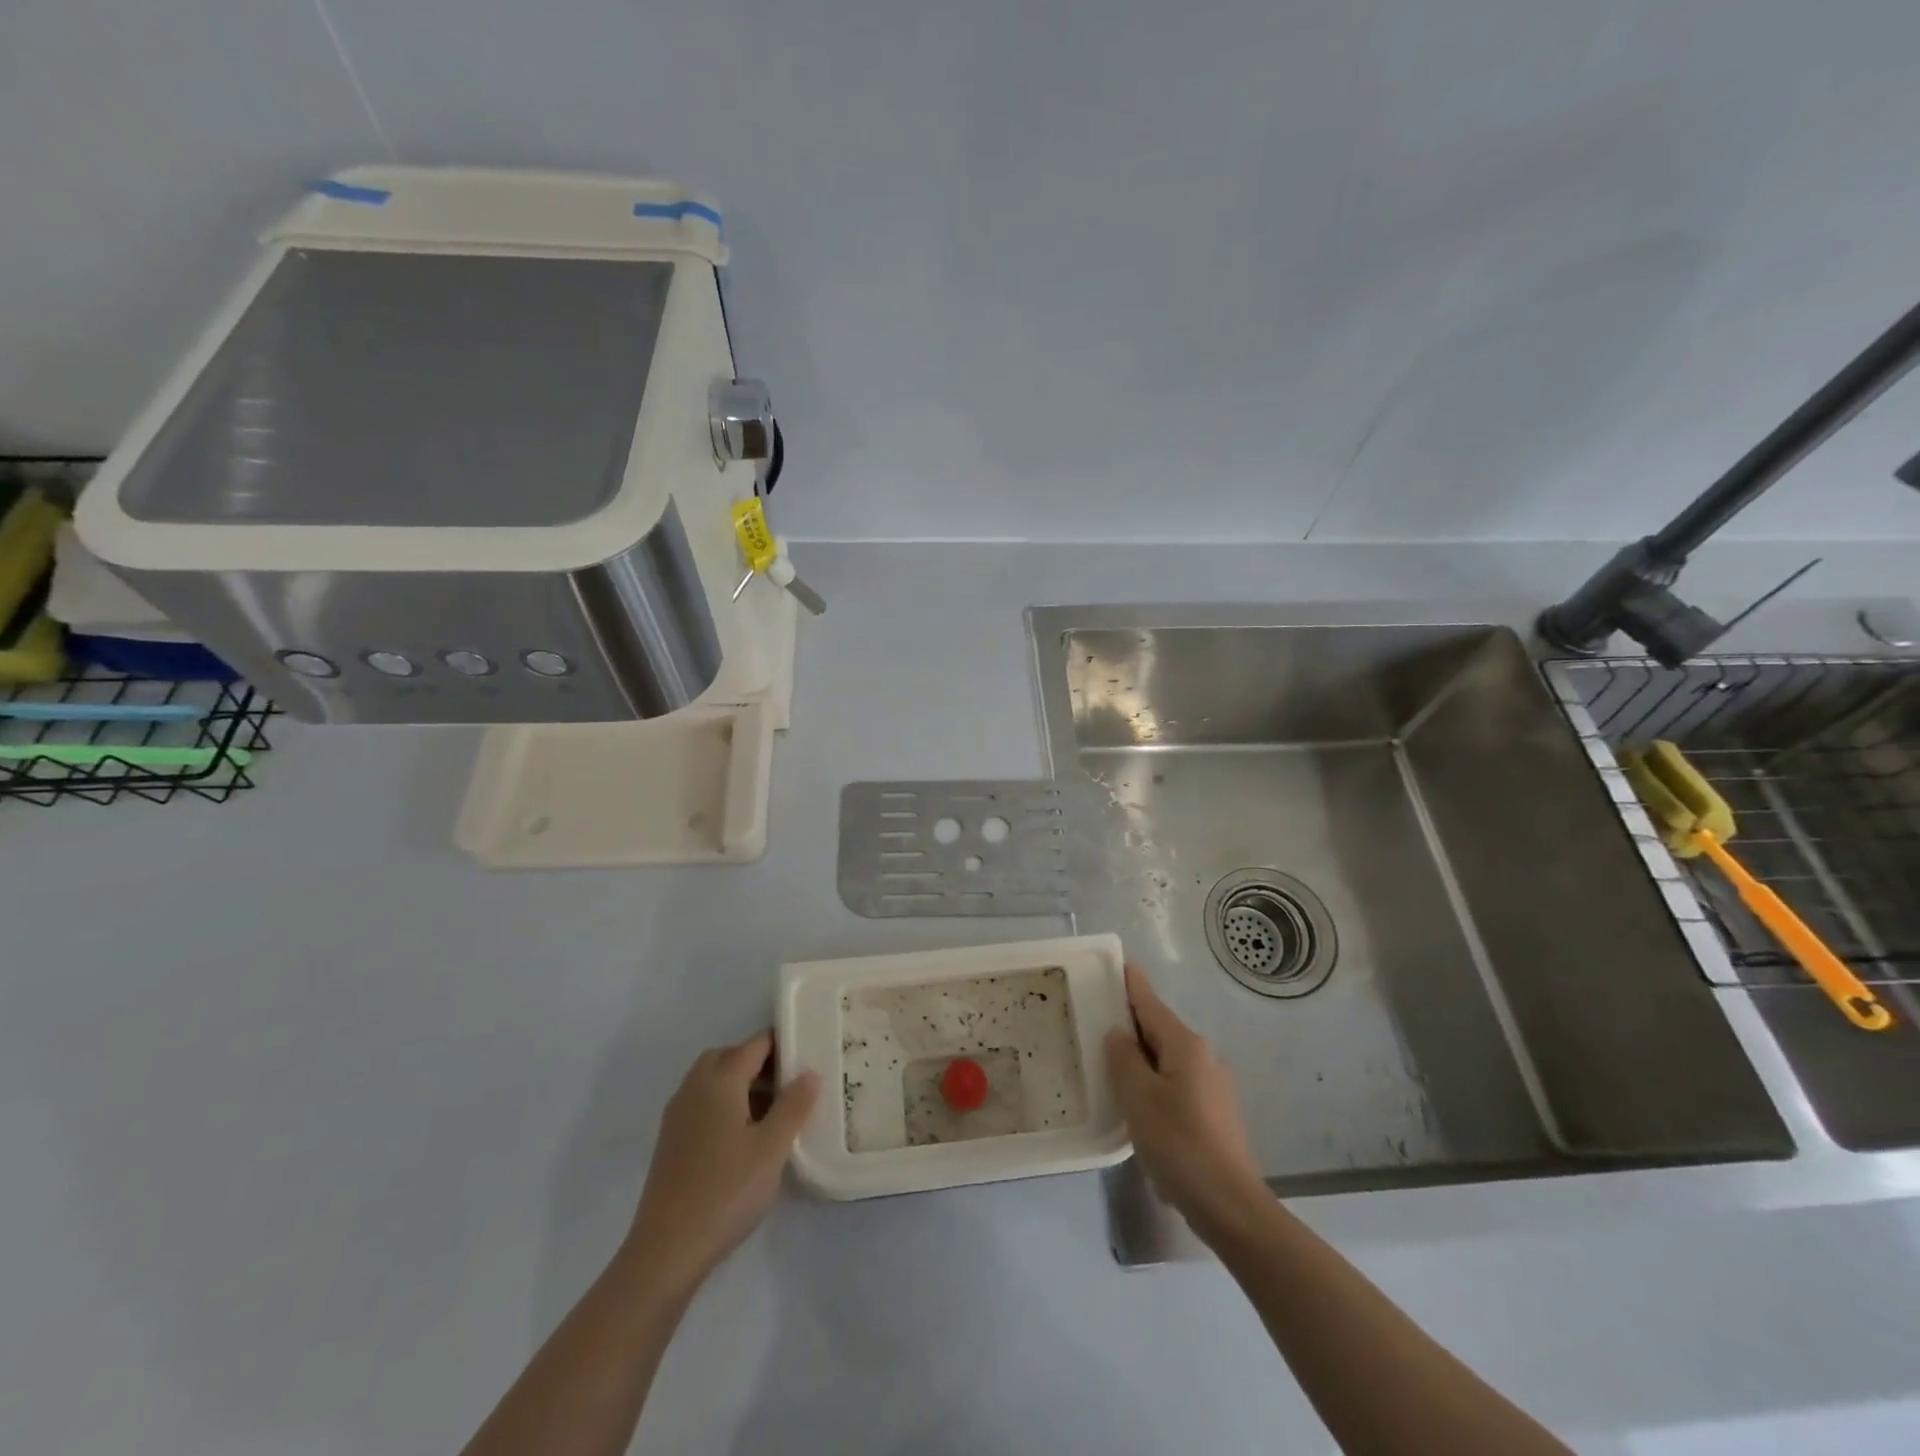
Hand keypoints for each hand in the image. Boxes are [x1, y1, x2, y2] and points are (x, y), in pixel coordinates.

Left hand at [626, 1030, 818, 1290]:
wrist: (666, 1250)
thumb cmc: (726, 1190)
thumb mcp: (772, 1148)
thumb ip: (794, 1106)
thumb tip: (810, 1073)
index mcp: (720, 1080)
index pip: (756, 1044)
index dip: (783, 1044)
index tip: (809, 1054)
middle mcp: (694, 1087)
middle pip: (730, 1057)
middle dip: (759, 1062)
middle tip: (789, 1085)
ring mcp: (678, 1114)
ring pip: (713, 1080)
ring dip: (741, 1085)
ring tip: (772, 1113)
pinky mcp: (671, 1141)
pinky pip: (702, 1104)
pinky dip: (725, 1105)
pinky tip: (743, 1138)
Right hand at [1105, 964, 1269, 1244]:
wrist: (1231, 1206)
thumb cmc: (1179, 1144)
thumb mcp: (1138, 1097)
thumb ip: (1123, 1058)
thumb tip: (1119, 1034)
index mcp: (1186, 1046)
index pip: (1151, 1005)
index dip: (1133, 985)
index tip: (1120, 964)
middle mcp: (1204, 1058)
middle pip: (1160, 1031)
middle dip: (1132, 1024)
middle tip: (1098, 1019)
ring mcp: (1214, 1087)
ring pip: (1168, 1060)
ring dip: (1142, 1058)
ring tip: (1110, 1063)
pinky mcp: (1215, 1115)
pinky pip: (1176, 1084)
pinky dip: (1155, 1083)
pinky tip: (1138, 1104)